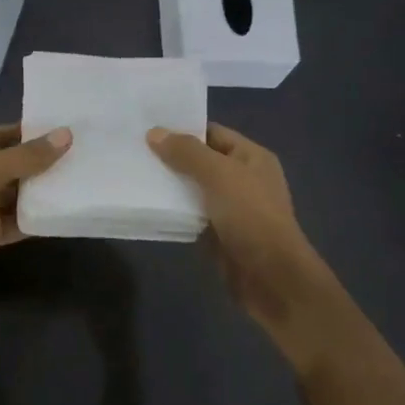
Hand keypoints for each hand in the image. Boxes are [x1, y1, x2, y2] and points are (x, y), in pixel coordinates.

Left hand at [0, 124, 70, 299]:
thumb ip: (28, 155)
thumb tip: (66, 134)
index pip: (8, 134)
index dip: (37, 132)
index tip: (72, 130)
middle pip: (16, 164)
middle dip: (46, 163)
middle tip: (88, 158)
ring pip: (19, 195)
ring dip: (44, 192)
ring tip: (84, 184)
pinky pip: (17, 222)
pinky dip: (36, 219)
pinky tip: (65, 215)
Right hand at [147, 123, 328, 337]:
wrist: (270, 276)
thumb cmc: (250, 216)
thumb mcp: (219, 175)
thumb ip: (187, 152)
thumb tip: (155, 133)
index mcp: (252, 157)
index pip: (213, 133)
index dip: (183, 129)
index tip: (148, 127)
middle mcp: (243, 178)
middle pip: (202, 161)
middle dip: (171, 157)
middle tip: (134, 151)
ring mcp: (232, 208)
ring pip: (195, 189)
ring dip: (170, 185)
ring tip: (134, 174)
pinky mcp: (219, 234)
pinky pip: (192, 215)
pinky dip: (174, 211)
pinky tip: (148, 205)